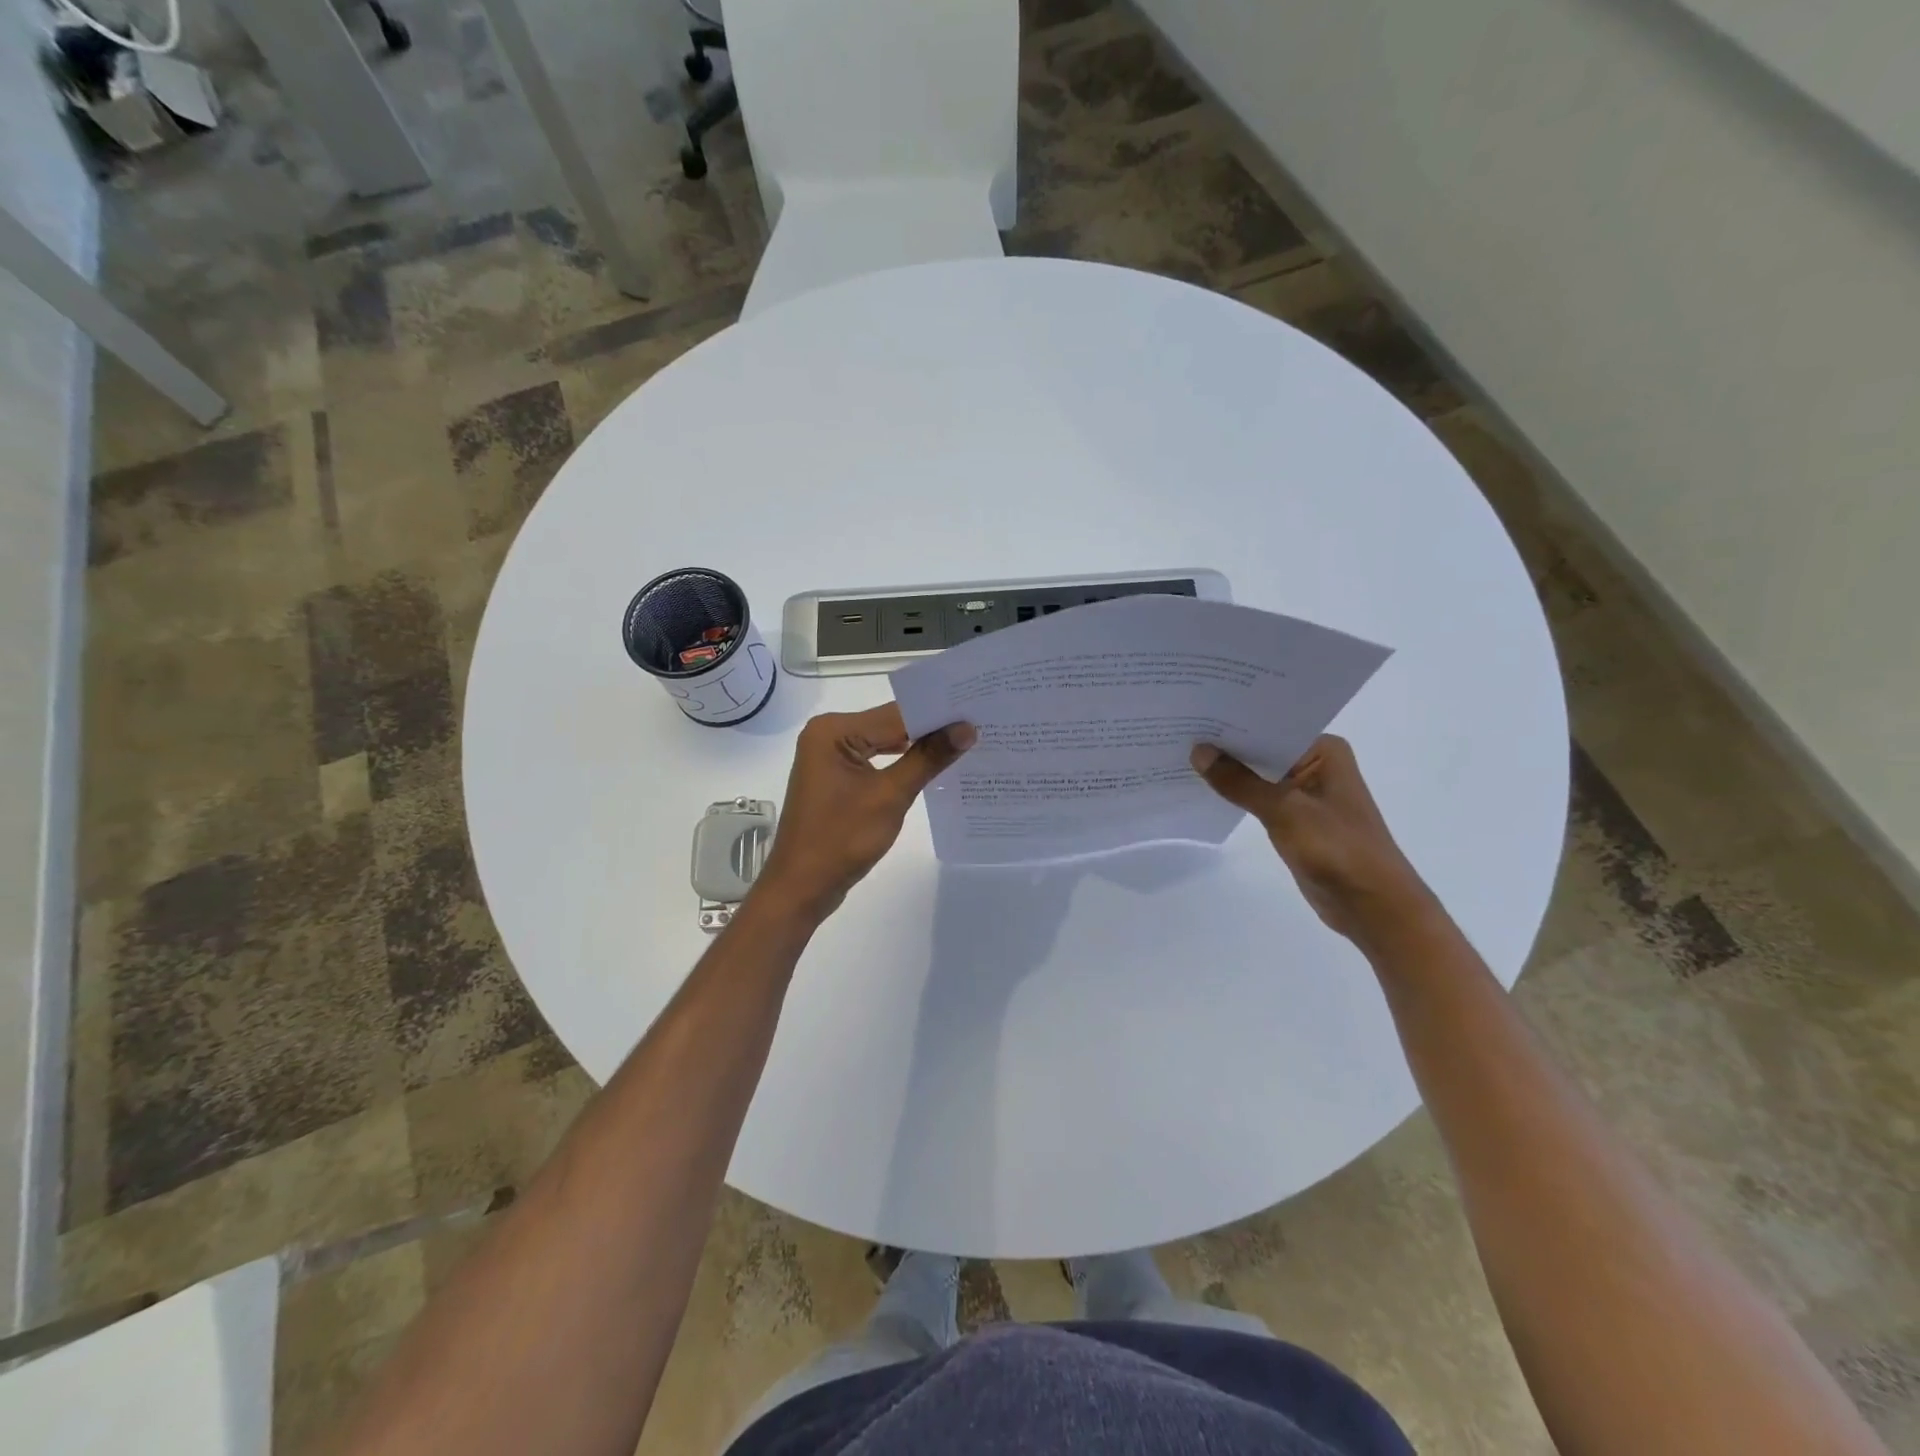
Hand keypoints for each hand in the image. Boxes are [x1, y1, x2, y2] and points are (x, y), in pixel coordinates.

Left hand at [755, 704, 976, 923]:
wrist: (802, 887)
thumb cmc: (841, 838)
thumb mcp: (890, 796)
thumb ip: (928, 758)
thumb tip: (966, 729)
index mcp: (833, 730)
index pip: (896, 713)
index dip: (937, 714)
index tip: (977, 713)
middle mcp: (828, 734)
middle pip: (890, 724)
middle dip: (930, 729)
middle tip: (978, 726)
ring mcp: (831, 757)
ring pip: (885, 742)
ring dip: (919, 747)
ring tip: (964, 744)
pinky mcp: (837, 778)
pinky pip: (876, 761)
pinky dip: (902, 764)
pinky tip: (933, 767)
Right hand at [1191, 735, 1436, 951]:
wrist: (1373, 906)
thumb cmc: (1338, 850)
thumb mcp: (1285, 811)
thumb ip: (1240, 782)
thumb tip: (1198, 751)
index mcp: (1324, 750)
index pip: (1269, 726)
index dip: (1231, 721)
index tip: (1193, 713)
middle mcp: (1315, 764)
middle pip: (1261, 748)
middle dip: (1225, 746)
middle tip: (1179, 731)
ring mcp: (1305, 792)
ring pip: (1258, 774)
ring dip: (1228, 771)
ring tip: (1182, 755)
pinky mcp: (1295, 818)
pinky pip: (1258, 797)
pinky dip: (1236, 794)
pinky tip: (1204, 787)